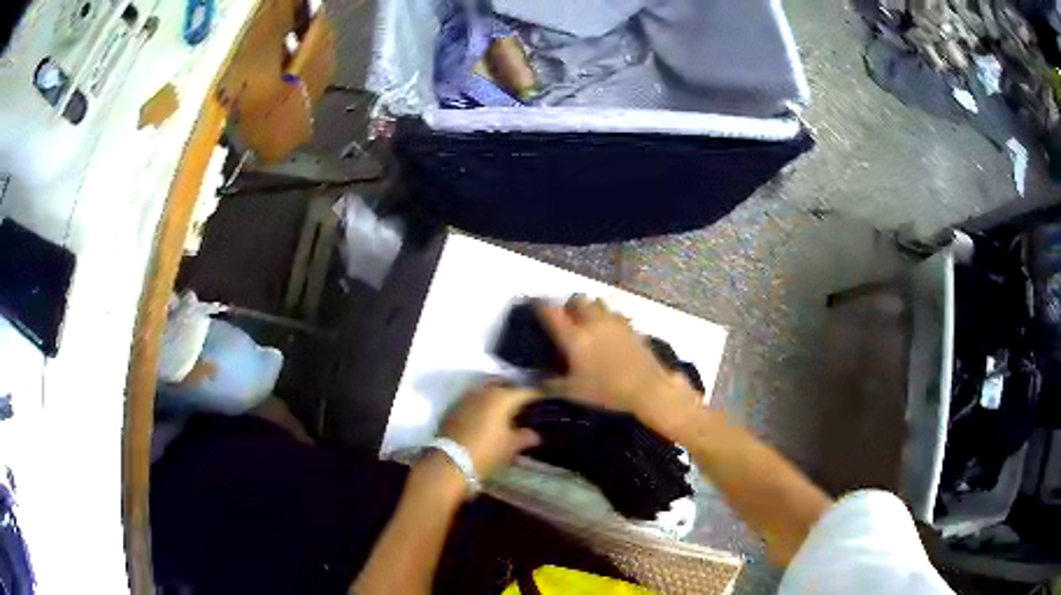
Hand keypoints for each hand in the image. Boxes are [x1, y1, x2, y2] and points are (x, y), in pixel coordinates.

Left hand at [440, 381, 541, 478]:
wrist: (450, 461)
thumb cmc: (487, 451)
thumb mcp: (510, 446)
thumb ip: (525, 437)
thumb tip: (535, 434)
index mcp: (502, 397)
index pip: (526, 391)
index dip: (537, 395)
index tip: (545, 400)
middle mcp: (484, 391)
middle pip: (504, 383)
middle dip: (514, 390)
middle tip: (523, 402)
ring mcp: (467, 397)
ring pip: (487, 389)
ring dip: (497, 395)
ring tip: (506, 408)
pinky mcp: (455, 407)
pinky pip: (474, 399)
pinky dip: (483, 403)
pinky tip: (488, 415)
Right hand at [536, 297, 692, 416]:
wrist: (646, 388)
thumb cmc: (606, 391)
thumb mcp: (573, 392)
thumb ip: (552, 384)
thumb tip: (538, 380)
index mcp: (574, 337)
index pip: (551, 313)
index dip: (540, 305)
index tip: (535, 304)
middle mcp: (592, 323)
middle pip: (577, 300)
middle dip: (570, 305)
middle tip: (567, 316)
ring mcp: (614, 322)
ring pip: (598, 302)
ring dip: (590, 308)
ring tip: (589, 320)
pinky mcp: (631, 327)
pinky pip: (616, 314)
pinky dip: (609, 318)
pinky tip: (610, 331)